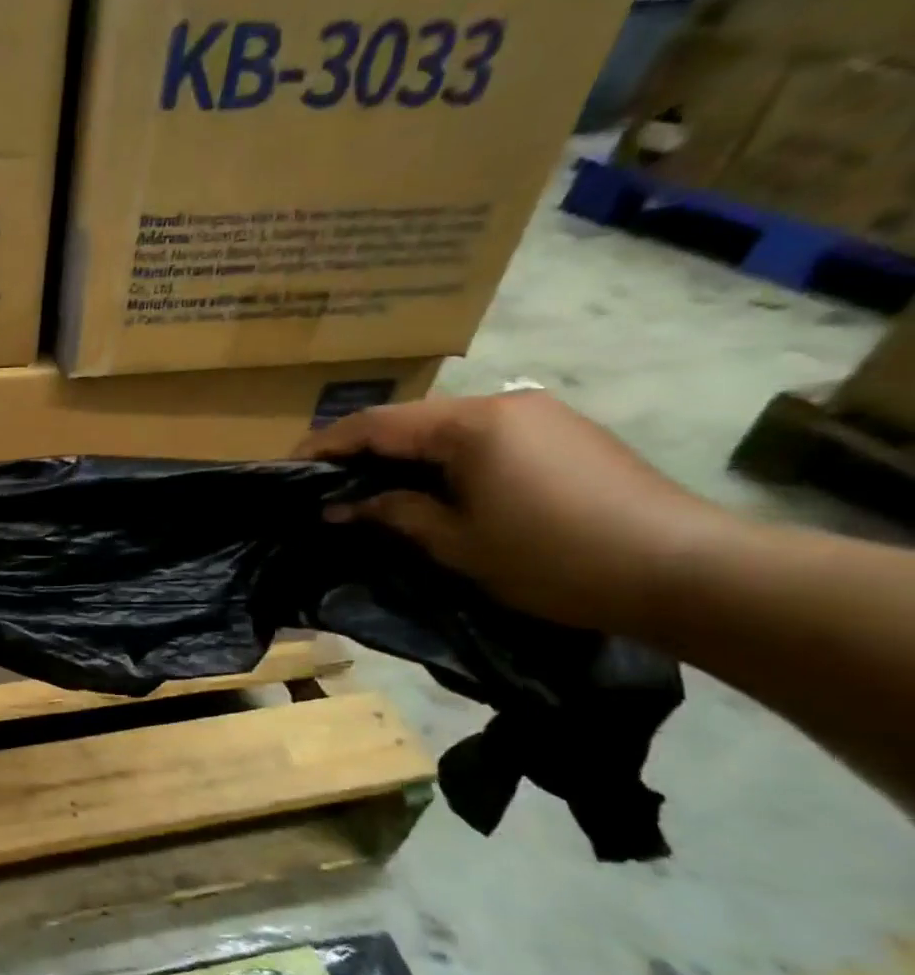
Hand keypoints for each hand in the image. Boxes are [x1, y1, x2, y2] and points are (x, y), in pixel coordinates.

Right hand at [299, 391, 740, 635]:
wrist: (684, 570)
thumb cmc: (553, 558)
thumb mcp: (458, 542)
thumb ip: (395, 514)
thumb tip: (341, 506)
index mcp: (471, 424)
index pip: (378, 424)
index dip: (328, 443)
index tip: (290, 465)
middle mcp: (503, 405)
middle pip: (412, 420)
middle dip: (365, 449)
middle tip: (327, 482)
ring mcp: (539, 416)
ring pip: (447, 429)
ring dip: (405, 455)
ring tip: (371, 488)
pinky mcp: (564, 435)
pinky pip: (483, 439)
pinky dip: (445, 460)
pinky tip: (433, 488)